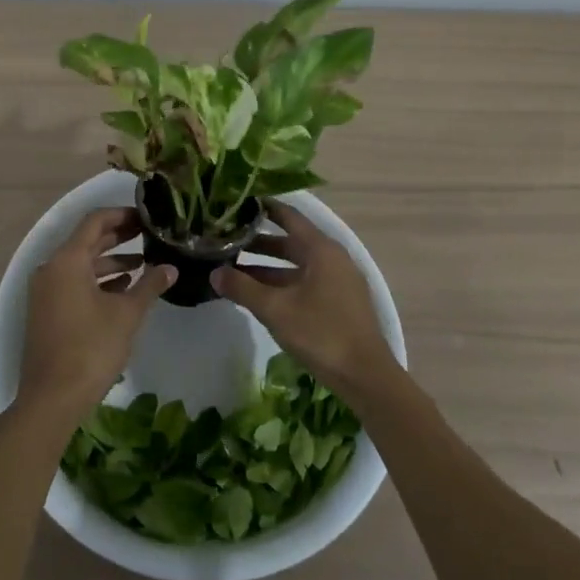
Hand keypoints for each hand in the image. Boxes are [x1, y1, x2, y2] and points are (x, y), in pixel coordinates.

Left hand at [22, 208, 172, 425]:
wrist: (52, 398)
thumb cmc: (91, 348)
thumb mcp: (127, 314)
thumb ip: (149, 285)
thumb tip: (171, 268)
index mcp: (67, 261)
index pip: (95, 221)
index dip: (121, 215)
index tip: (147, 217)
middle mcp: (51, 269)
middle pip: (87, 241)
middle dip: (118, 237)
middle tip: (149, 235)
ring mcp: (46, 291)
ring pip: (81, 265)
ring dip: (110, 262)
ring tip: (143, 264)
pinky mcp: (47, 311)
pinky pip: (73, 284)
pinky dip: (97, 281)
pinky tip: (123, 290)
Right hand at [212, 201, 399, 399]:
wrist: (366, 376)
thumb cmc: (321, 333)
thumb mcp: (275, 309)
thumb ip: (242, 288)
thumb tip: (213, 273)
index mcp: (321, 249)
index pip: (288, 216)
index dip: (264, 208)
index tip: (238, 203)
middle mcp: (332, 258)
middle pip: (290, 242)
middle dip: (258, 242)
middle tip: (226, 240)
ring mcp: (338, 281)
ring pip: (296, 265)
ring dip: (267, 267)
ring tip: (234, 270)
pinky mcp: (339, 302)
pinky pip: (305, 282)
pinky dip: (282, 283)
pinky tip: (260, 296)